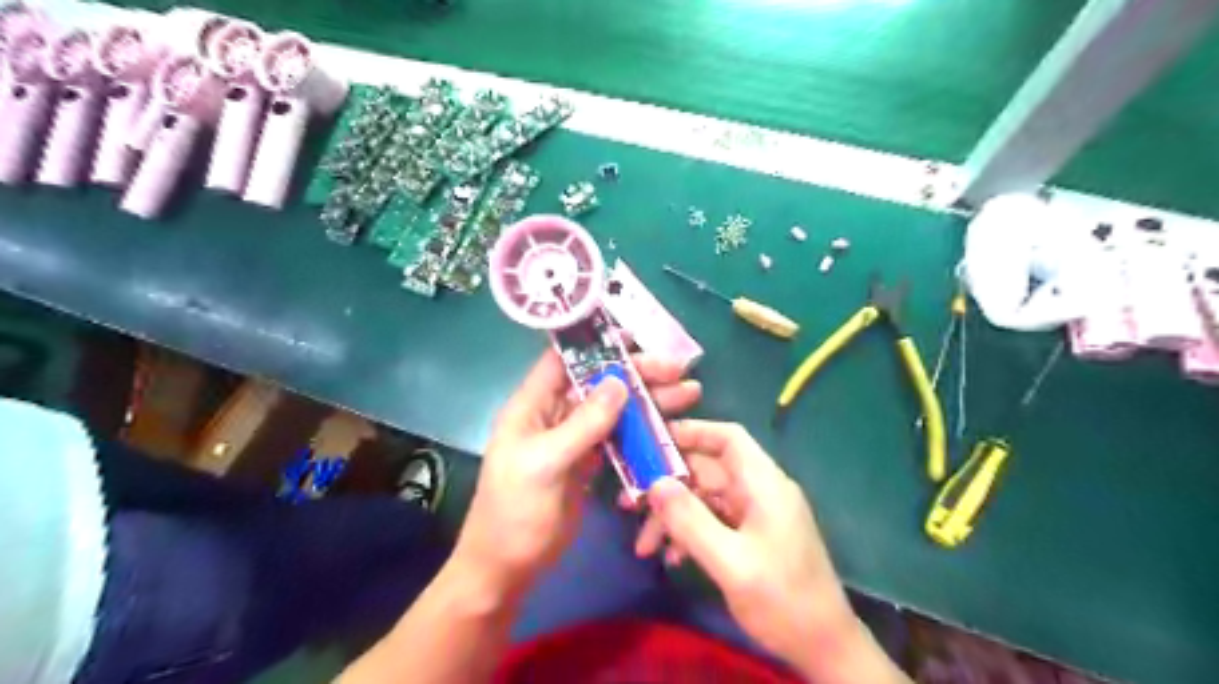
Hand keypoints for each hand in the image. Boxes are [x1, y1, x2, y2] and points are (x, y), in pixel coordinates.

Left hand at [448, 351, 699, 599]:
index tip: (636, 337)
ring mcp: (575, 439)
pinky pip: (620, 438)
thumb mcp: (545, 463)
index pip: (565, 361)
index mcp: (533, 406)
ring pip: (615, 410)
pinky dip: (644, 432)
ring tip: (689, 394)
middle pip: (599, 383)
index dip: (597, 344)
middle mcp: (555, 415)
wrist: (508, 567)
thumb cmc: (514, 512)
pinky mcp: (590, 463)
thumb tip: (619, 382)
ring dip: (649, 402)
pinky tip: (670, 428)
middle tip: (678, 371)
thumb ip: (583, 424)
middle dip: (638, 374)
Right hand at [640, 421, 891, 679]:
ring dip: (674, 517)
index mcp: (764, 484)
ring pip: (705, 499)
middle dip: (668, 485)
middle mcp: (760, 491)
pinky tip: (671, 557)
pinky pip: (713, 522)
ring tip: (643, 545)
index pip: (728, 438)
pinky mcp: (751, 536)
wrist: (823, 647)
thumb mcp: (731, 563)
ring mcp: (755, 515)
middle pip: (708, 470)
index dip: (692, 432)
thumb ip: (691, 521)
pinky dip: (689, 534)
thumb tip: (655, 484)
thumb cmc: (783, 600)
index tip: (652, 442)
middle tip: (629, 501)